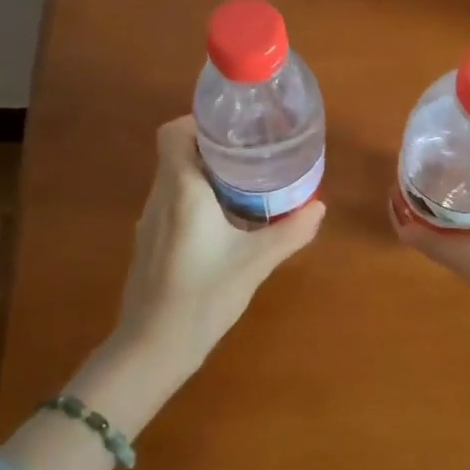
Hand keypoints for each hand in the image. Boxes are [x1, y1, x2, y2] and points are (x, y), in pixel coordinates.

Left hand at [112, 115, 325, 374]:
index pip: (174, 133)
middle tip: (252, 153)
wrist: (153, 348)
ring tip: (244, 182)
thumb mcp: (256, 262)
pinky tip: (224, 221)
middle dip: (212, 147)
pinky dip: (196, 198)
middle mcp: (160, 197)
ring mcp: (150, 221)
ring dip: (204, 173)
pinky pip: (172, 203)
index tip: (234, 130)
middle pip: (177, 152)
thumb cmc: (204, 297)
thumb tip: (319, 206)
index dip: (198, 122)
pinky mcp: (150, 243)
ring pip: (174, 178)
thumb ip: (291, 232)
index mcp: (182, 190)